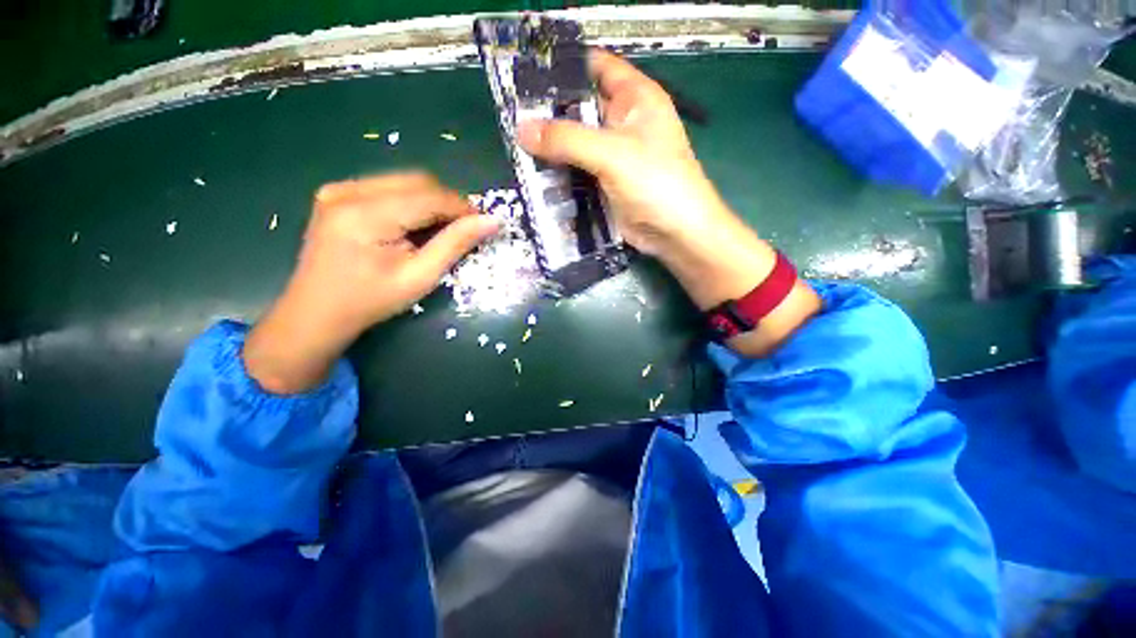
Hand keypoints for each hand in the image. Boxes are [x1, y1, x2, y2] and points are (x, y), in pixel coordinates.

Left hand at [244, 173, 499, 393]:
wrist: (316, 312)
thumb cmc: (372, 301)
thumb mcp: (420, 277)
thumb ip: (456, 244)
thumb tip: (492, 221)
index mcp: (366, 214)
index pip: (429, 196)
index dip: (462, 207)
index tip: (483, 224)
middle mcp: (348, 191)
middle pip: (417, 181)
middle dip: (448, 203)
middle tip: (464, 230)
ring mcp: (338, 189)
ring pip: (404, 182)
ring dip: (431, 202)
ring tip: (440, 231)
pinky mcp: (337, 194)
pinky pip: (388, 187)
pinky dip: (411, 203)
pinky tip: (414, 226)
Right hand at [519, 50, 819, 353]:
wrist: (674, 233)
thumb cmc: (656, 183)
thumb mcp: (612, 154)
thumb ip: (567, 139)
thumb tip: (522, 130)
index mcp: (635, 99)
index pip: (596, 67)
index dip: (565, 66)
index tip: (526, 73)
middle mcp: (622, 123)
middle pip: (580, 108)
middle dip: (549, 113)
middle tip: (511, 116)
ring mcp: (612, 156)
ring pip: (575, 143)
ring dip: (551, 147)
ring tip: (515, 145)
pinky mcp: (605, 184)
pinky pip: (577, 172)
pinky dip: (559, 173)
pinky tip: (534, 174)